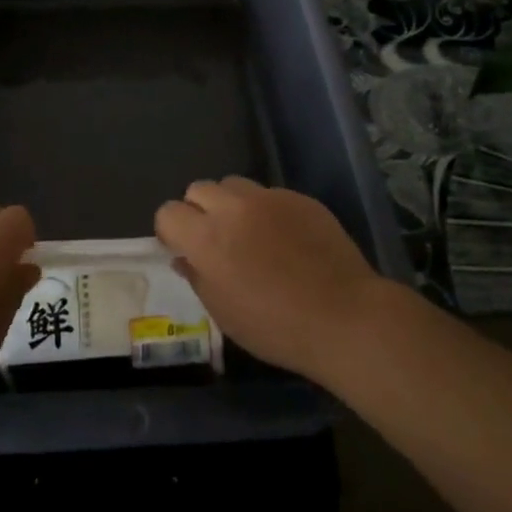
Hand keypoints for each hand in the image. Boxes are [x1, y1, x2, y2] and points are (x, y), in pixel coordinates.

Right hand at [154, 177, 385, 380]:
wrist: (343, 316)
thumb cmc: (276, 327)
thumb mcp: (224, 313)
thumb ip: (198, 277)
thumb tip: (185, 258)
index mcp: (207, 238)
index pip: (168, 212)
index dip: (171, 231)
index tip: (182, 248)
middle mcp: (232, 208)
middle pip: (198, 189)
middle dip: (198, 211)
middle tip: (215, 240)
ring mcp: (268, 198)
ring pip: (233, 185)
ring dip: (231, 204)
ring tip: (249, 233)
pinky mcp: (298, 197)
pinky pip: (268, 194)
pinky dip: (265, 211)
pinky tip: (284, 239)